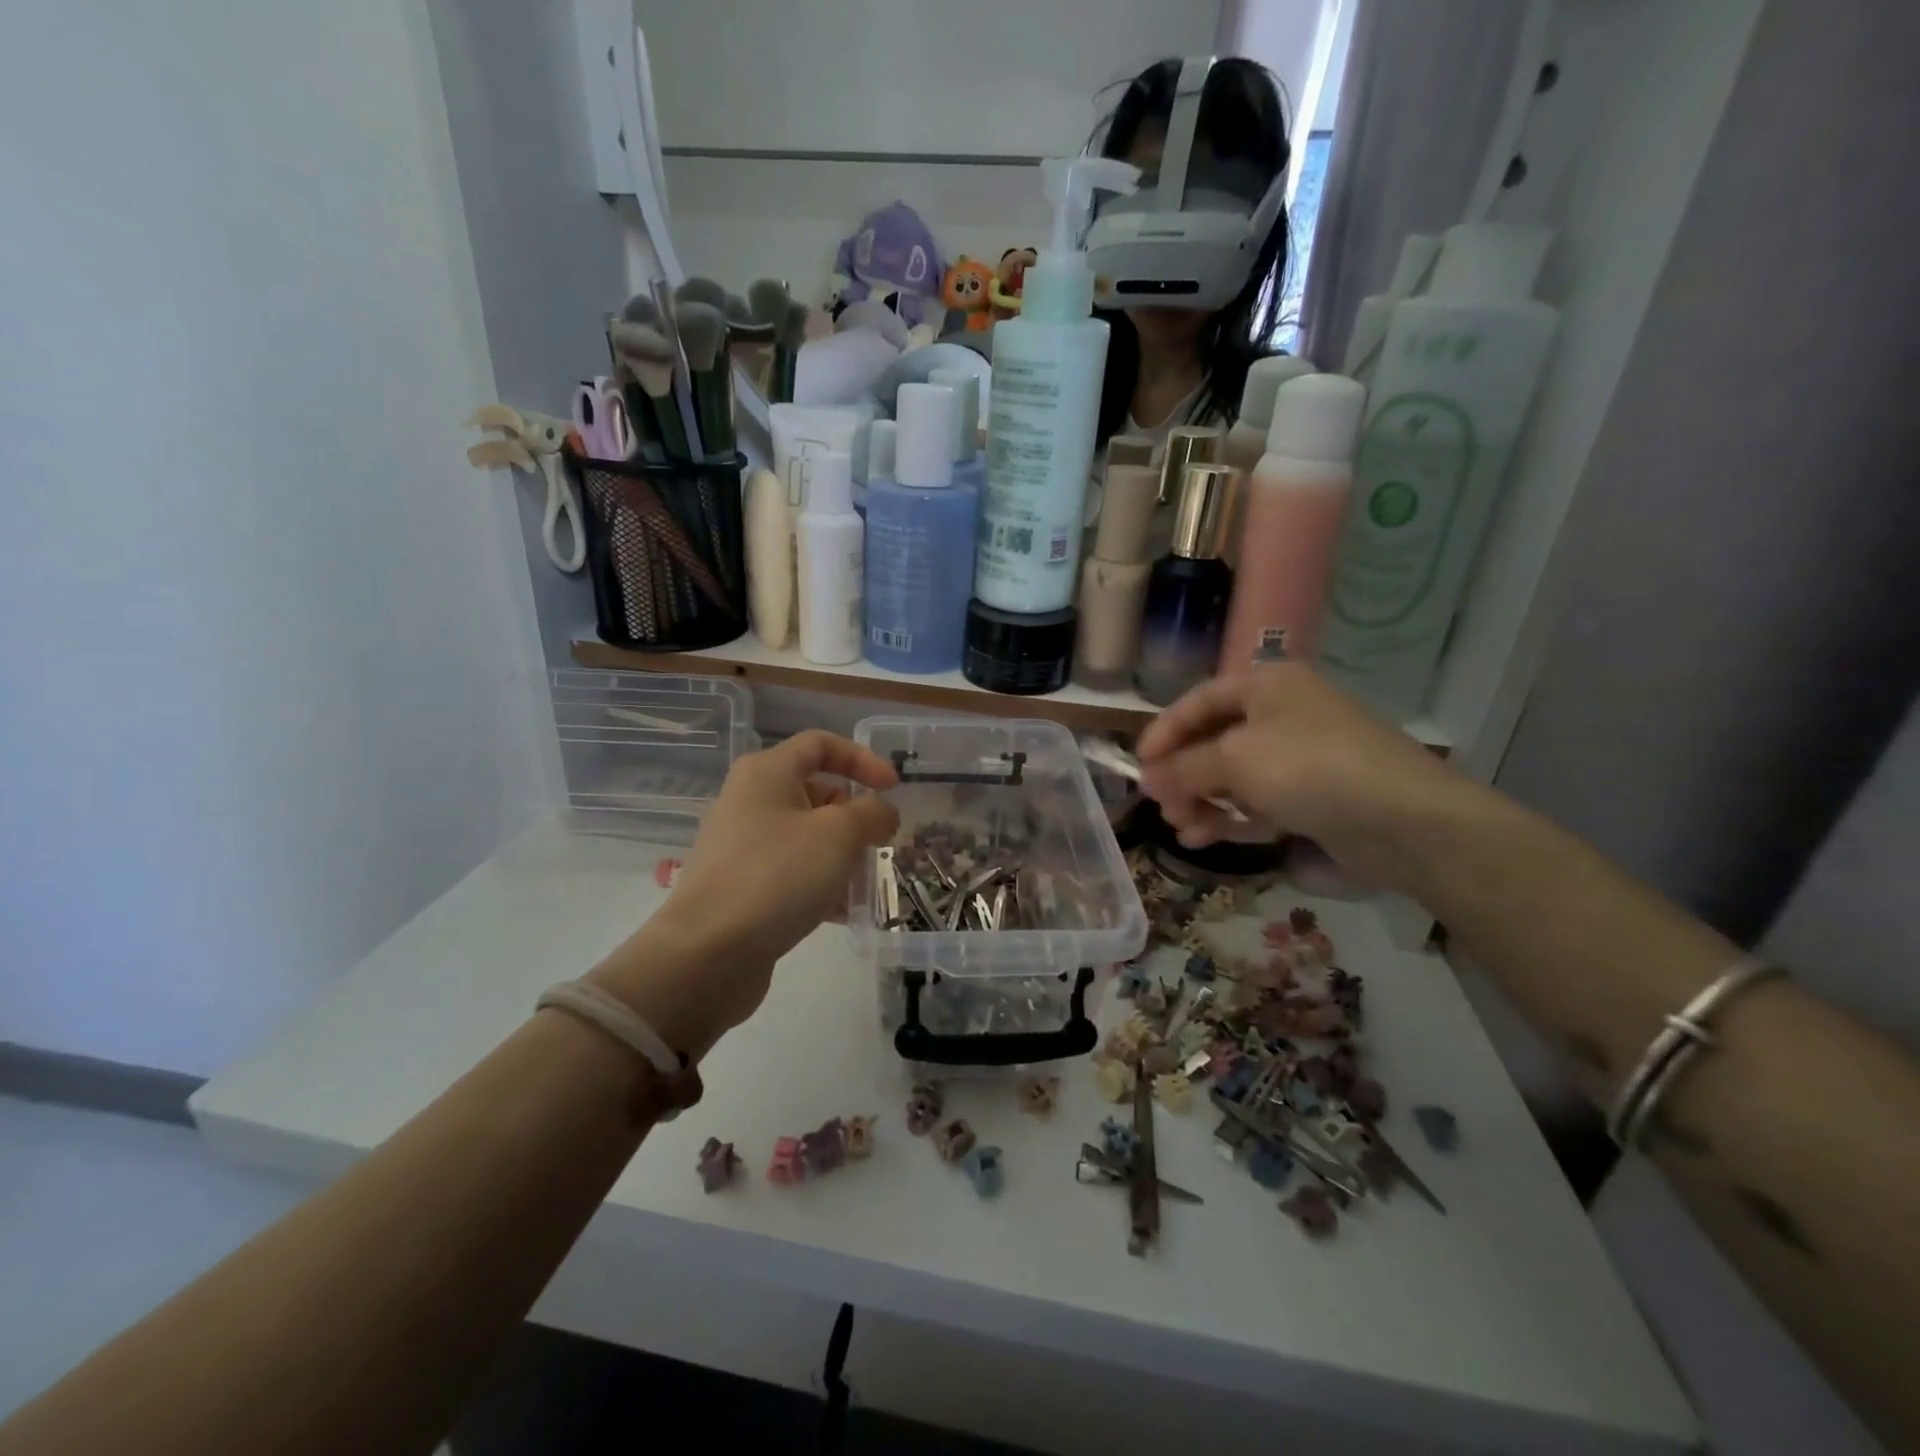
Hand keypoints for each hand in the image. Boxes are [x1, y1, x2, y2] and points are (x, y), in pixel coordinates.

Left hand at [591, 730, 898, 1056]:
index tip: (894, 789)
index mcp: (767, 772)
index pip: (821, 744)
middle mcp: (749, 800)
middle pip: (816, 793)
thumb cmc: (778, 875)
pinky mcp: (741, 886)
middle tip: (880, 845)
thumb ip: (872, 813)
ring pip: (807, 837)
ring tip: (864, 884)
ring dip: (842, 856)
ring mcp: (742, 845)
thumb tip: (882, 812)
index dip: (863, 759)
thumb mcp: (840, 834)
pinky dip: (819, 884)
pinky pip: (791, 872)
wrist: (707, 953)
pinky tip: (841, 912)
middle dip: (855, 817)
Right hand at [1136, 664, 1461, 891]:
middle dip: (1183, 775)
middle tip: (1160, 804)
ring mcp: (1301, 755)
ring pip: (1234, 775)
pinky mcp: (1315, 794)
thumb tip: (1150, 780)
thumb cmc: (1310, 768)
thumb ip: (1184, 769)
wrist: (1405, 819)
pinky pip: (1258, 800)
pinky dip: (1231, 817)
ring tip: (1183, 829)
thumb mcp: (1234, 760)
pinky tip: (1206, 838)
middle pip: (1214, 741)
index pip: (1199, 701)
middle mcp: (1283, 713)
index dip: (1164, 731)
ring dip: (1202, 801)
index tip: (1138, 765)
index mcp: (1267, 684)